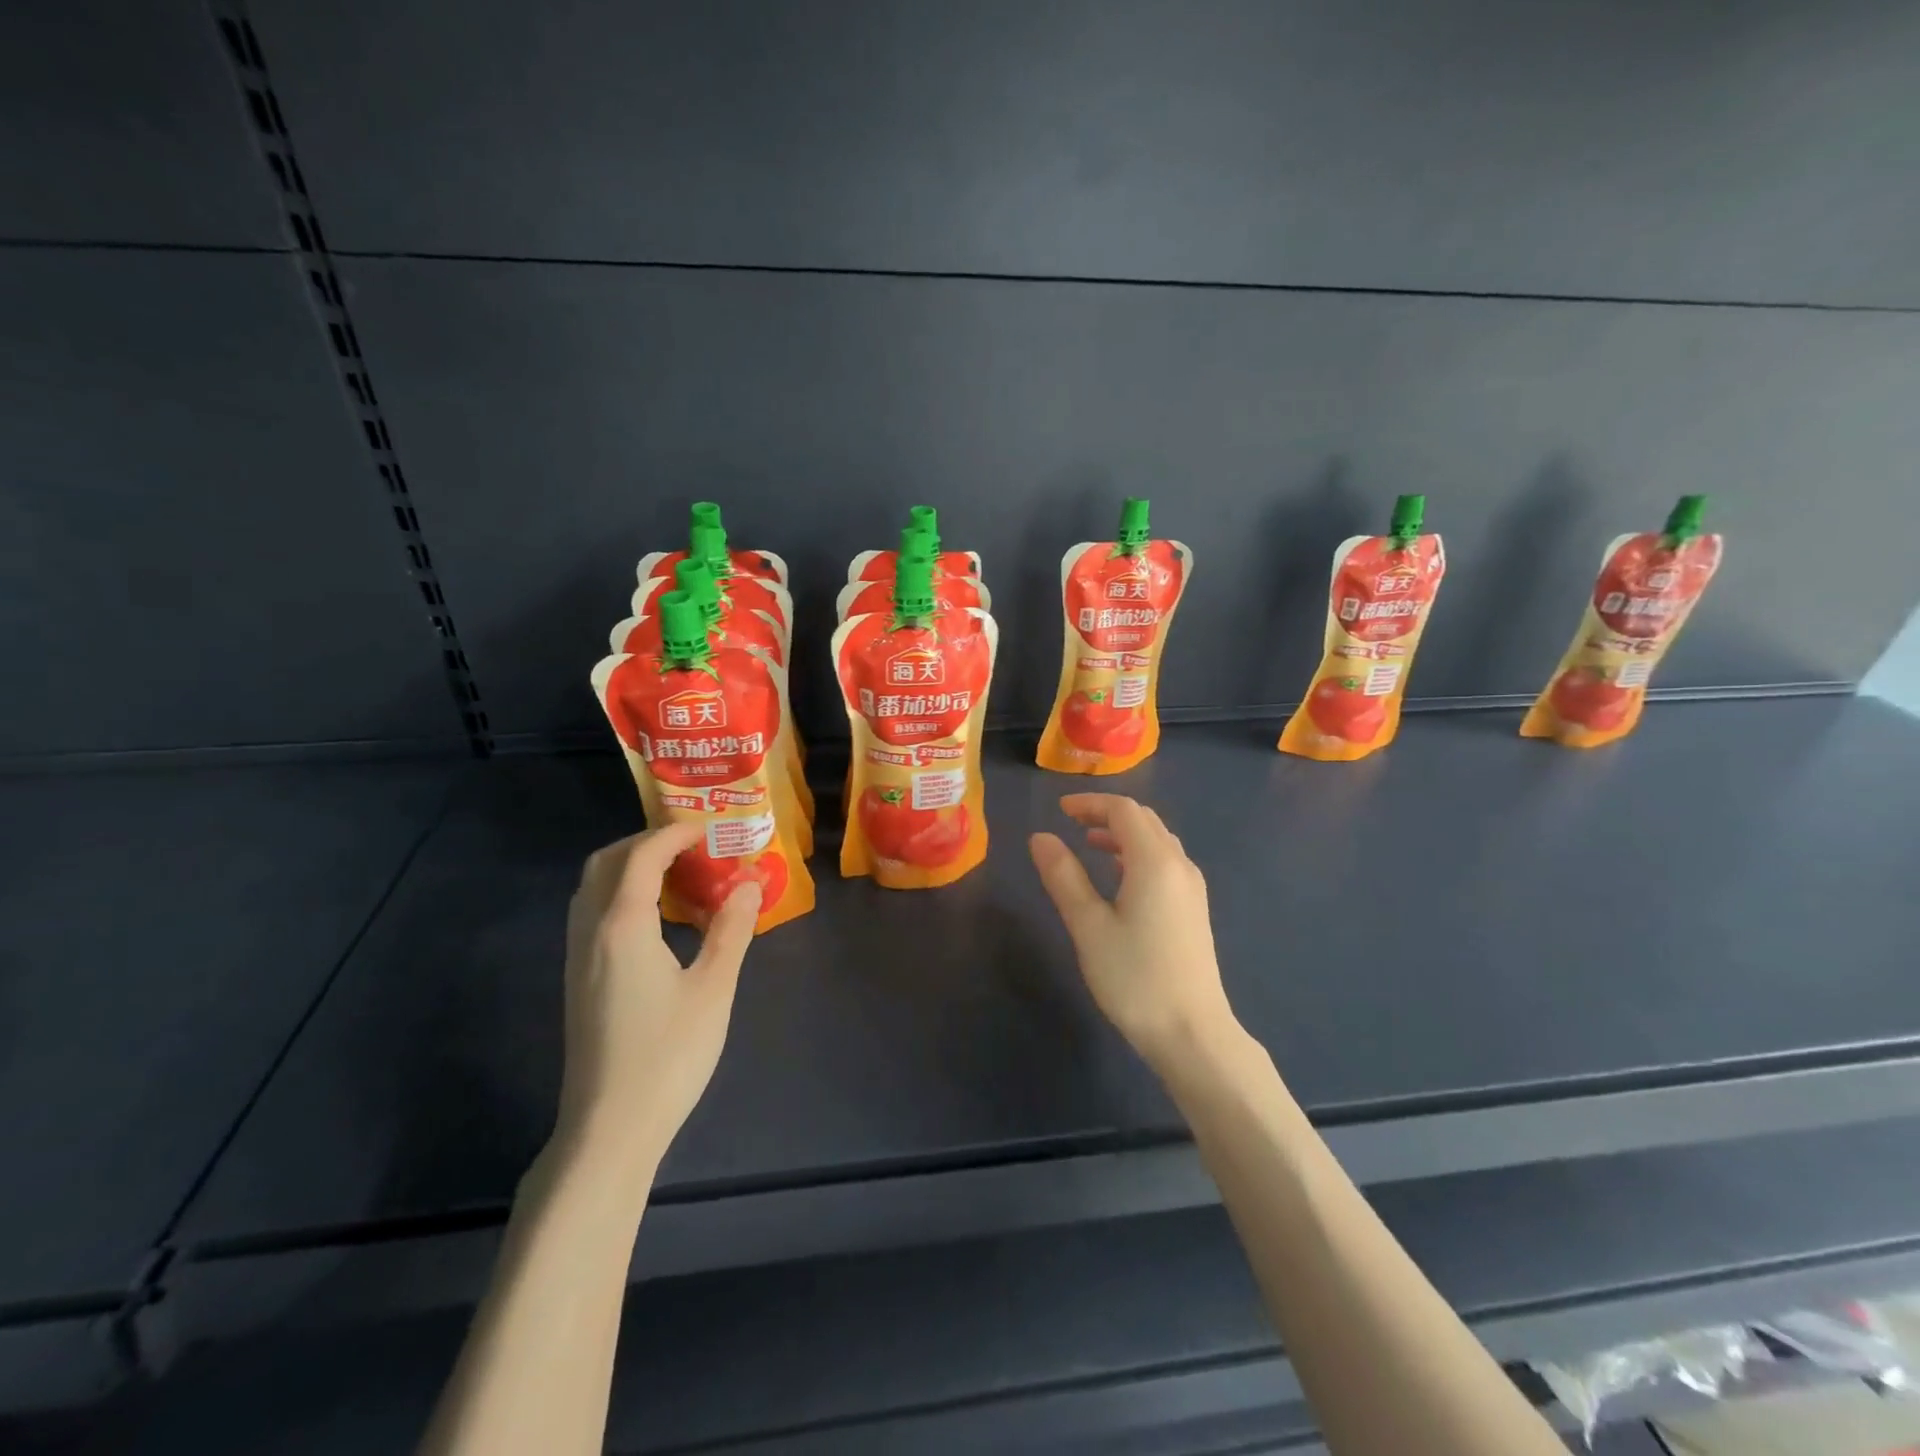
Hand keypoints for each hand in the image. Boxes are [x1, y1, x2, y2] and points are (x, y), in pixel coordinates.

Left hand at [550, 824, 759, 1204]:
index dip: (673, 834)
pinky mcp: (578, 981)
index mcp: (623, 926)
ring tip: (676, 875)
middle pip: (604, 863)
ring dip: (628, 867)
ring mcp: (578, 958)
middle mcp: (590, 932)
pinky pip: (592, 914)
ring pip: (591, 888)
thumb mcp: (713, 989)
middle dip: (644, 843)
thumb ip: (732, 930)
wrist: (609, 1129)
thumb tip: (750, 883)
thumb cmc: (667, 1056)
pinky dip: (620, 894)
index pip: (641, 857)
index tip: (708, 830)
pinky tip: (656, 919)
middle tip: (690, 847)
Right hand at [1029, 794, 1238, 1071]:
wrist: (1192, 1033)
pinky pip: (1165, 862)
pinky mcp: (1194, 909)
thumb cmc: (1134, 978)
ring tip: (1089, 844)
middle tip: (1071, 823)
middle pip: (1144, 820)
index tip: (1059, 810)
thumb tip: (1041, 837)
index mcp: (1155, 861)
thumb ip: (1063, 877)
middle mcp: (1179, 865)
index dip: (1090, 803)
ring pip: (1157, 841)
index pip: (1124, 810)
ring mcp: (1192, 888)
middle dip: (1106, 814)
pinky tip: (1118, 876)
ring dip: (1123, 834)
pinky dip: (1138, 854)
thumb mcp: (1088, 926)